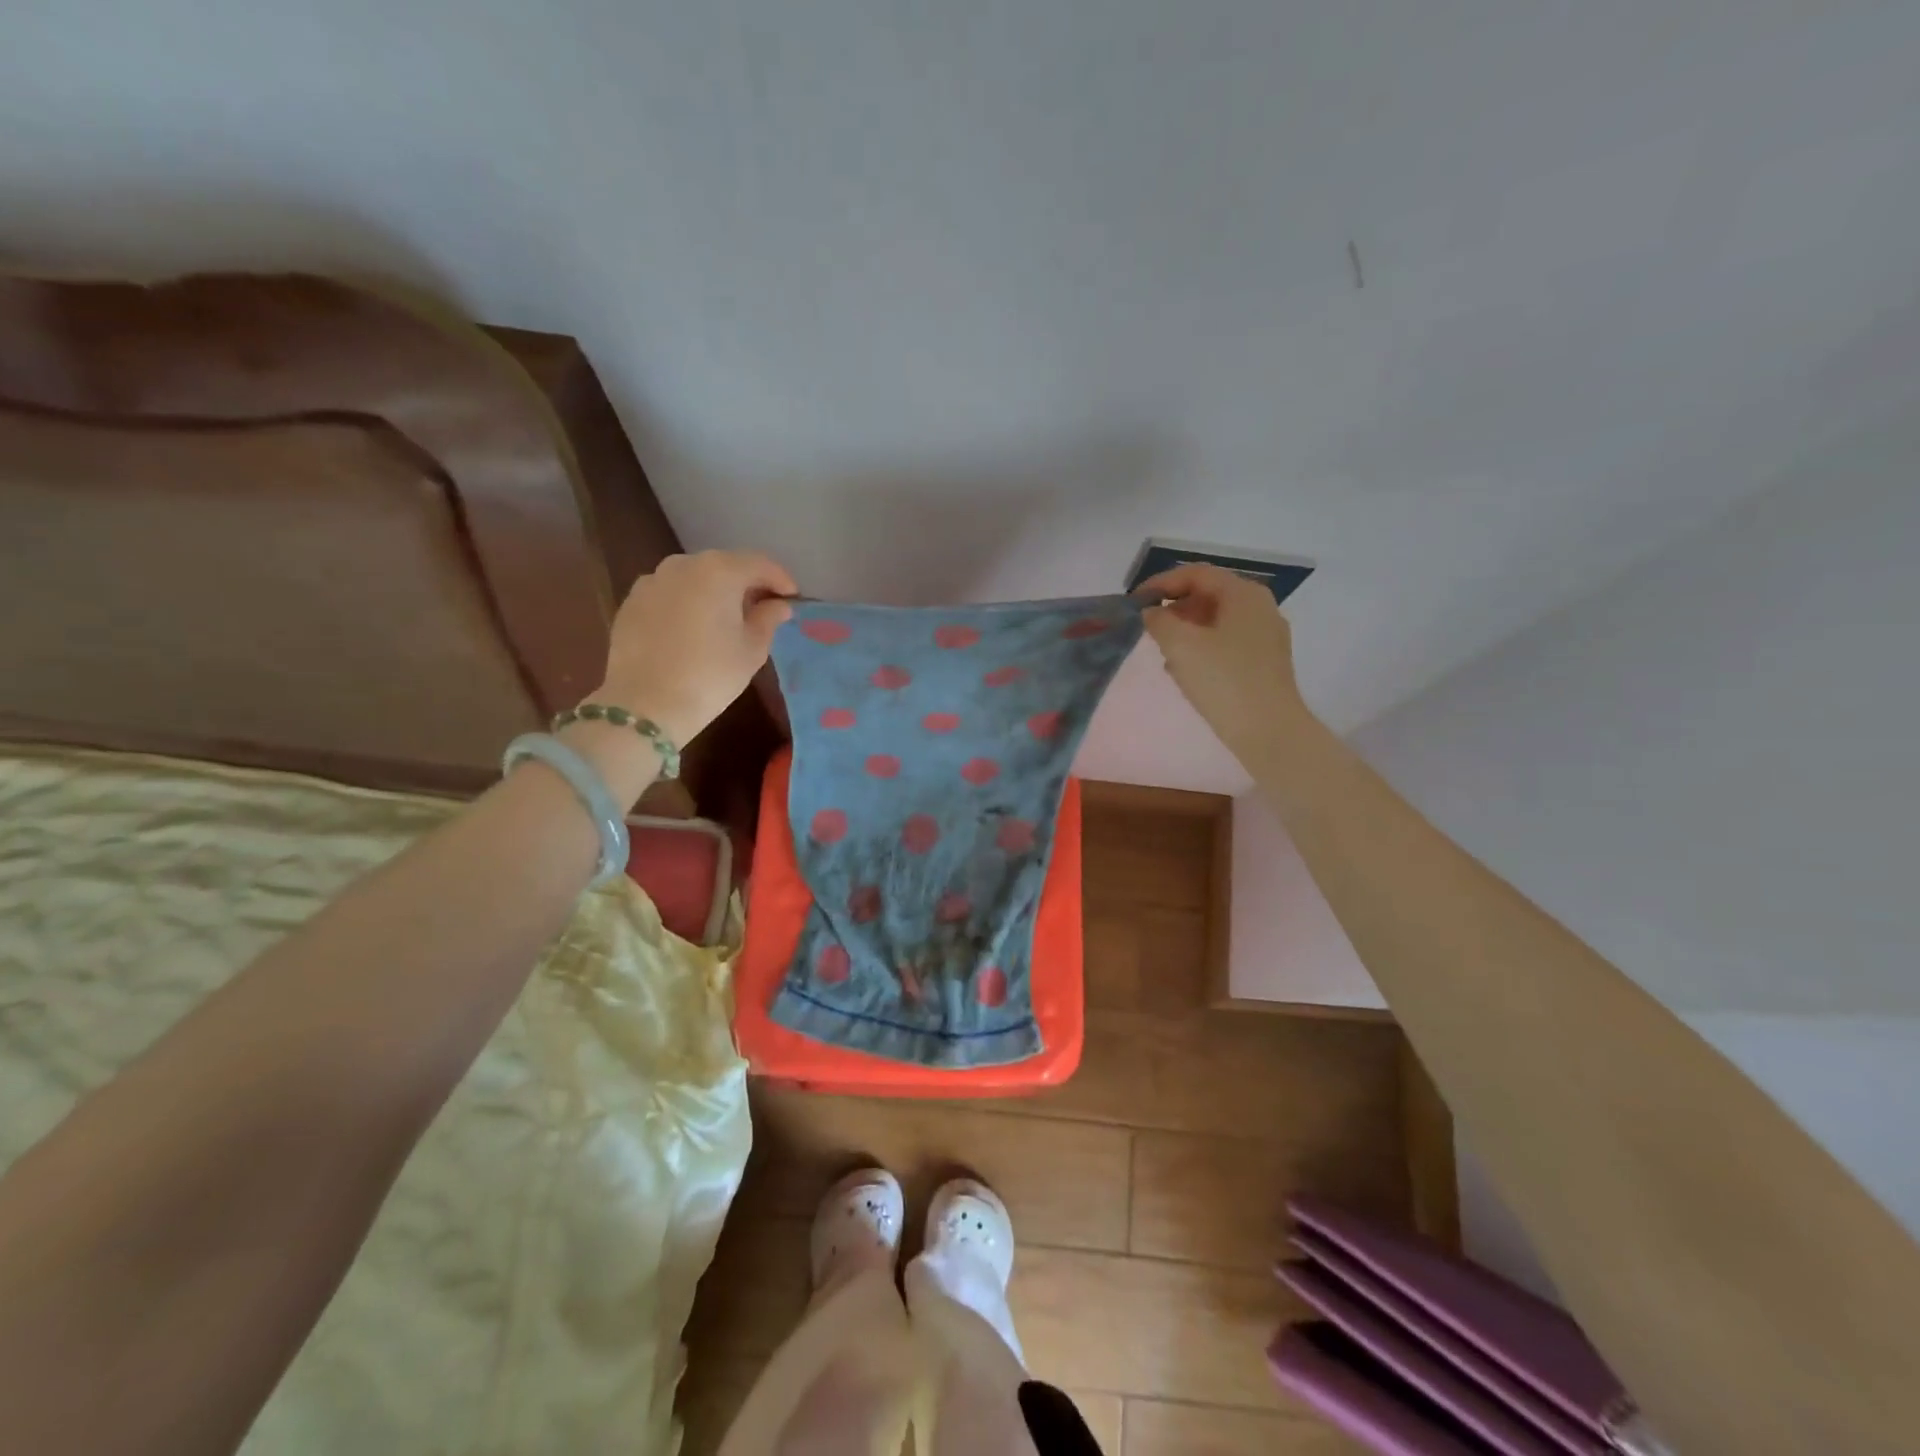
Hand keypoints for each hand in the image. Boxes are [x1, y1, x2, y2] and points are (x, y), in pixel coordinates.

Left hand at [595, 550, 797, 747]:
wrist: (645, 705)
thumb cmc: (710, 675)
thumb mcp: (752, 650)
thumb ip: (768, 619)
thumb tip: (778, 605)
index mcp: (719, 571)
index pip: (760, 563)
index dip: (781, 580)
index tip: (793, 598)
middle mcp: (683, 564)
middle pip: (725, 565)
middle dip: (747, 583)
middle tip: (763, 609)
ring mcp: (652, 580)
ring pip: (695, 578)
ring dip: (716, 592)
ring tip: (727, 619)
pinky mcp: (632, 601)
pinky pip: (671, 593)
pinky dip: (688, 603)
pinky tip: (694, 629)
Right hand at [1140, 563, 1309, 757]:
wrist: (1268, 731)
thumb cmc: (1223, 680)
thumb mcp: (1180, 645)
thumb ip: (1159, 620)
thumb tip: (1151, 612)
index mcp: (1243, 594)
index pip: (1196, 574)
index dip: (1160, 583)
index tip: (1134, 602)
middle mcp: (1259, 607)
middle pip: (1208, 594)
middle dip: (1173, 607)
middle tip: (1147, 627)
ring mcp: (1265, 636)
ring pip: (1216, 620)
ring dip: (1185, 629)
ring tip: (1161, 650)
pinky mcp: (1264, 662)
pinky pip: (1226, 642)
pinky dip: (1201, 647)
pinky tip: (1184, 670)